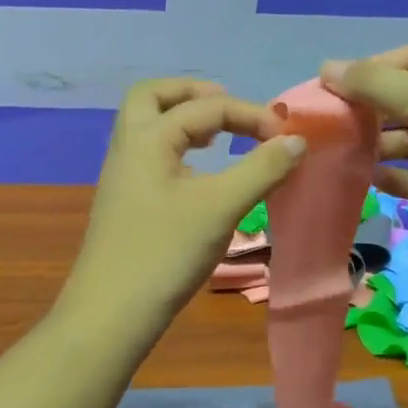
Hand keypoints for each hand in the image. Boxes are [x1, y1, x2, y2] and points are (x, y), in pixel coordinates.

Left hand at [61, 78, 306, 327]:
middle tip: (228, 105)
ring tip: (219, 136)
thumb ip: (261, 169)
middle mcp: (128, 148)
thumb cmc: (165, 252)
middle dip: (193, 93)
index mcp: (147, 138)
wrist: (111, 313)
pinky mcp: (126, 203)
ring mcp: (122, 177)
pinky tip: (200, 176)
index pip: (205, 107)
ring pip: (147, 127)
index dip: (250, 114)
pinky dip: (177, 149)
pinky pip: (150, 156)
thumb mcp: (220, 207)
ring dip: (182, 120)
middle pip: (153, 97)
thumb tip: (297, 141)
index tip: (286, 137)